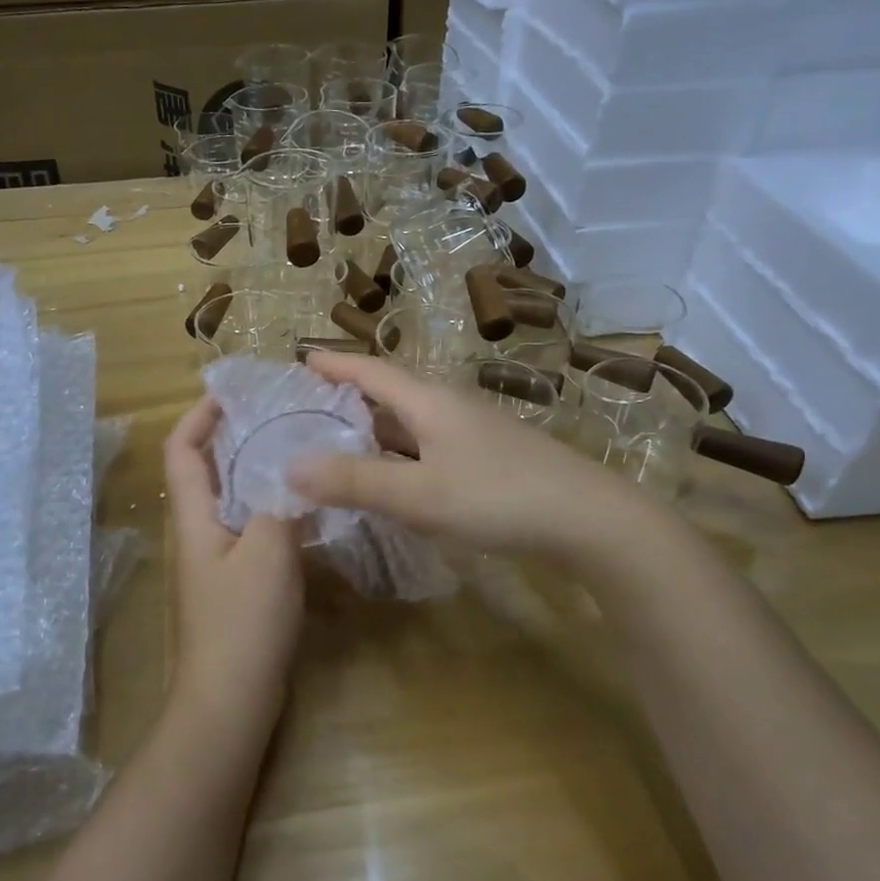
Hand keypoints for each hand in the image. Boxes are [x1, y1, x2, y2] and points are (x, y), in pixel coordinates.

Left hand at [162, 396, 305, 739]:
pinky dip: (275, 503)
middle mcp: (201, 529)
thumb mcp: (268, 551)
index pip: (183, 449)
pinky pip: (254, 525)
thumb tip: (295, 468)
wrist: (234, 698)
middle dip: (236, 434)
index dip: (200, 415)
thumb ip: (280, 503)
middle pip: (208, 468)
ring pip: (234, 496)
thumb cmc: (243, 621)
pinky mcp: (241, 579)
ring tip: (300, 445)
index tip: (234, 392)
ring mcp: (220, 556)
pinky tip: (309, 500)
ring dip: (259, 468)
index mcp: (195, 515)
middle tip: (281, 412)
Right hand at [289, 351, 642, 557]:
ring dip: (373, 428)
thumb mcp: (418, 494)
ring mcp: (472, 433)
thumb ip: (355, 480)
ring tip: (337, 441)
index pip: (370, 370)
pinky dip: (398, 454)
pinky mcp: (488, 459)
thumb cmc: (498, 496)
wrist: (589, 520)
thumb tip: (290, 465)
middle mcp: (449, 407)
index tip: (299, 360)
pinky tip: (391, 476)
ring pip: (410, 422)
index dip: (334, 365)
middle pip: (389, 392)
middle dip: (347, 397)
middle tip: (306, 408)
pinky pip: (427, 446)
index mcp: (429, 401)